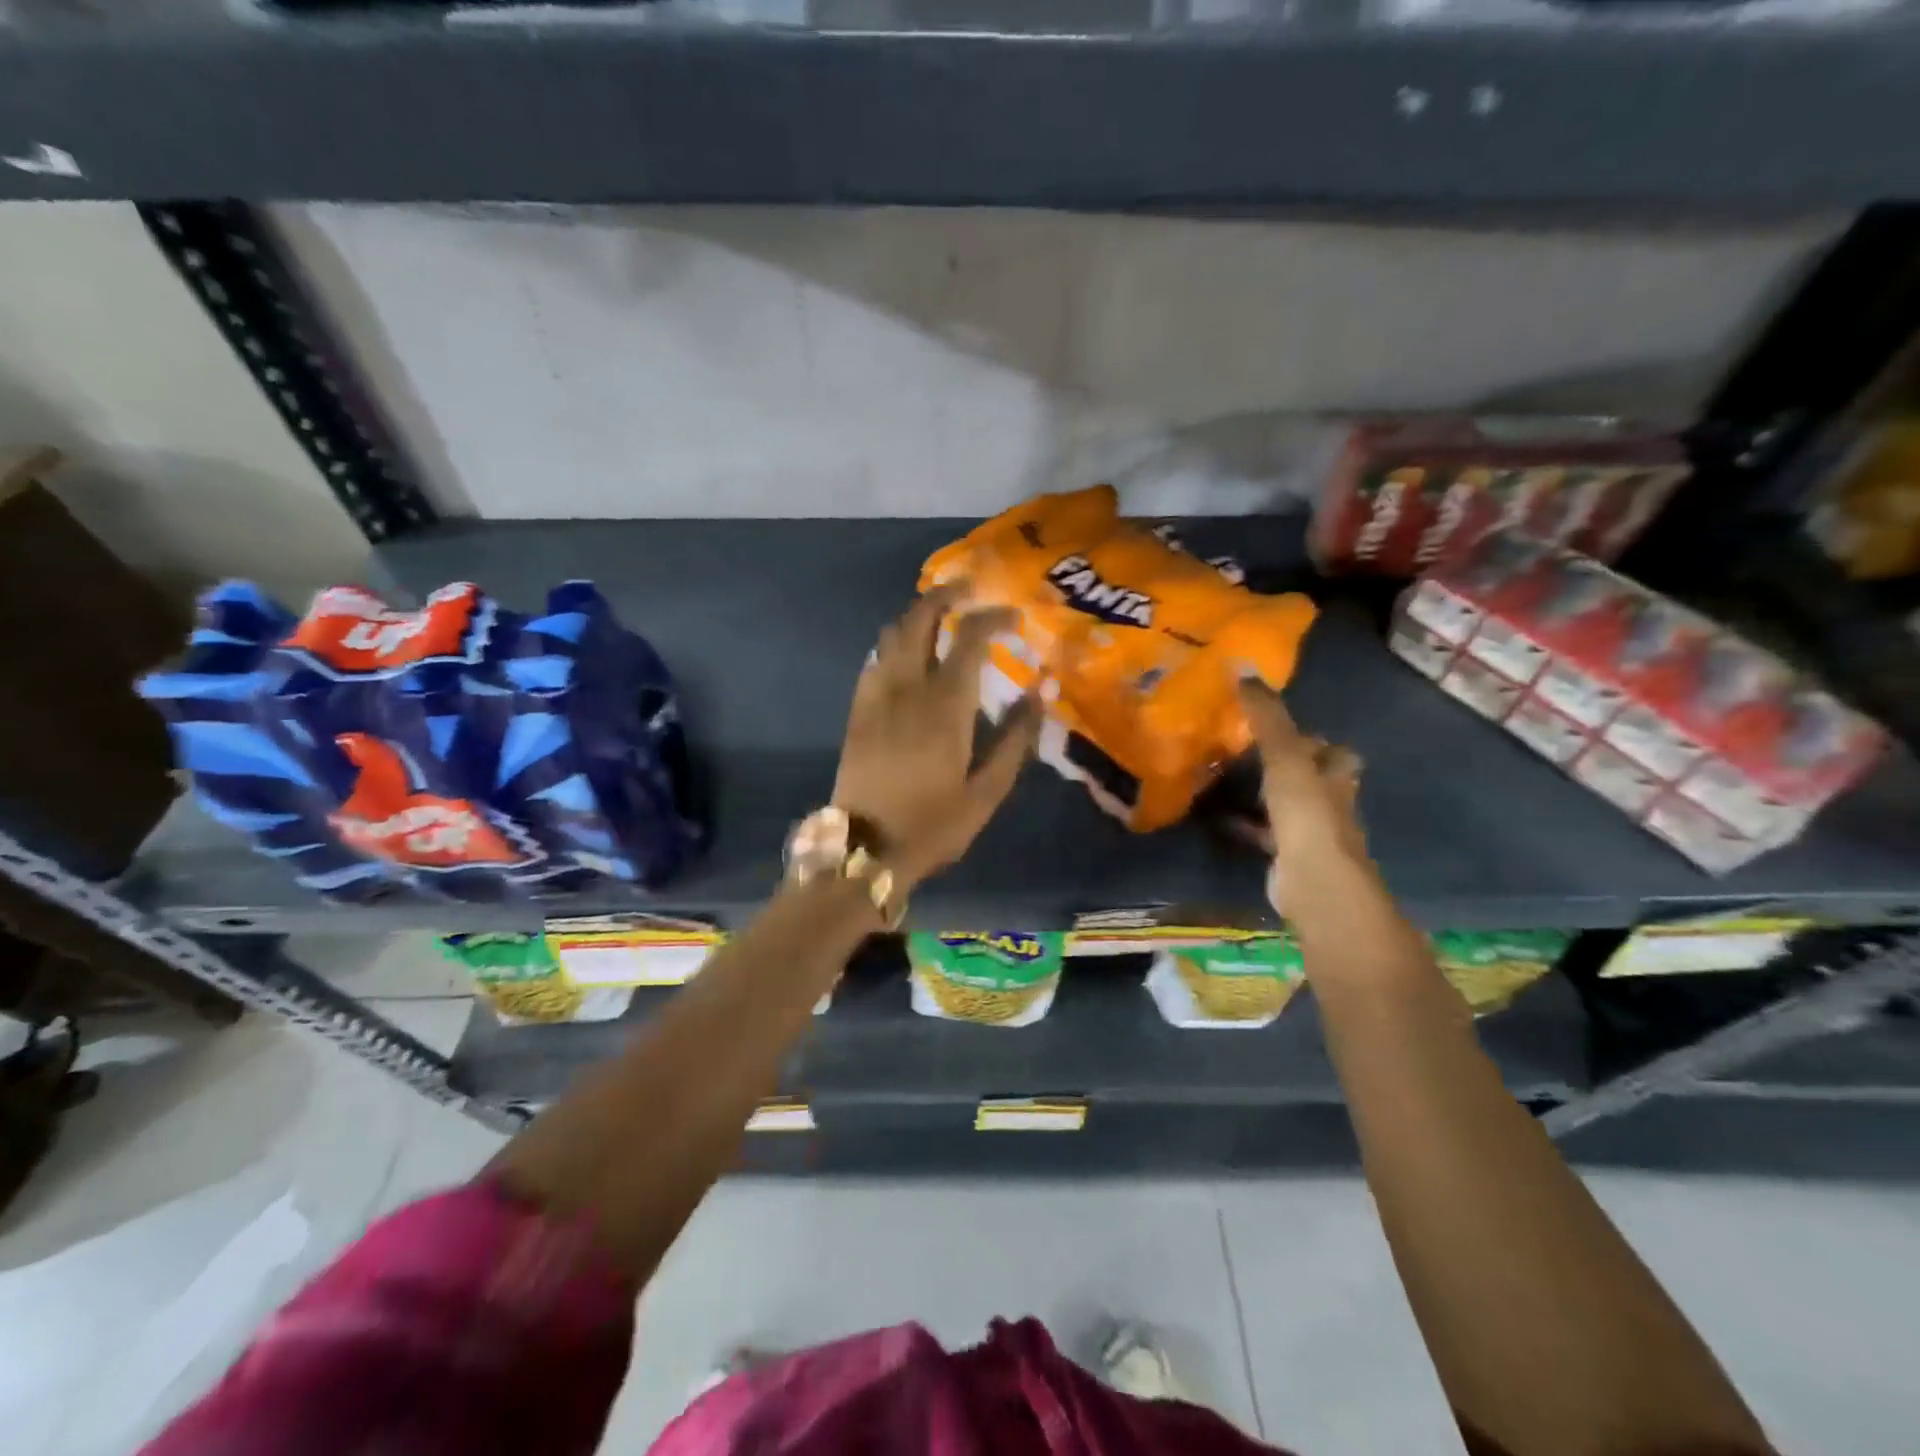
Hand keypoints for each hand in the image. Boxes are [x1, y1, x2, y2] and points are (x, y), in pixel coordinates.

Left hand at [833, 583, 1041, 888]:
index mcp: (945, 705)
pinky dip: (895, 643)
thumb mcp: (987, 792)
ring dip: (917, 615)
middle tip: (969, 589)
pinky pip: (875, 659)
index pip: (970, 638)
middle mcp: (907, 688)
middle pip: (920, 618)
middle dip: (945, 594)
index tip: (1014, 617)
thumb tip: (1040, 693)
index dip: (993, 617)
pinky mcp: (857, 710)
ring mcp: (875, 696)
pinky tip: (909, 656)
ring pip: (892, 633)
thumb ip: (1015, 739)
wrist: (865, 850)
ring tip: (941, 617)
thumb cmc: (932, 825)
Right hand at [1237, 678, 1365, 874]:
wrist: (1315, 882)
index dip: (1312, 739)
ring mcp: (1310, 832)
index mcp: (1335, 774)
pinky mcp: (1288, 856)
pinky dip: (1243, 824)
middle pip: (1309, 777)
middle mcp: (1329, 801)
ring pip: (1285, 805)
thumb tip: (1244, 667)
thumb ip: (1266, 716)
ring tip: (1223, 778)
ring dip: (1261, 794)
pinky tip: (1217, 817)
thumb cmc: (1307, 813)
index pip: (1333, 751)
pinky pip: (1263, 833)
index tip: (1277, 728)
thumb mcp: (1284, 756)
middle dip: (1281, 765)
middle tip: (1240, 750)